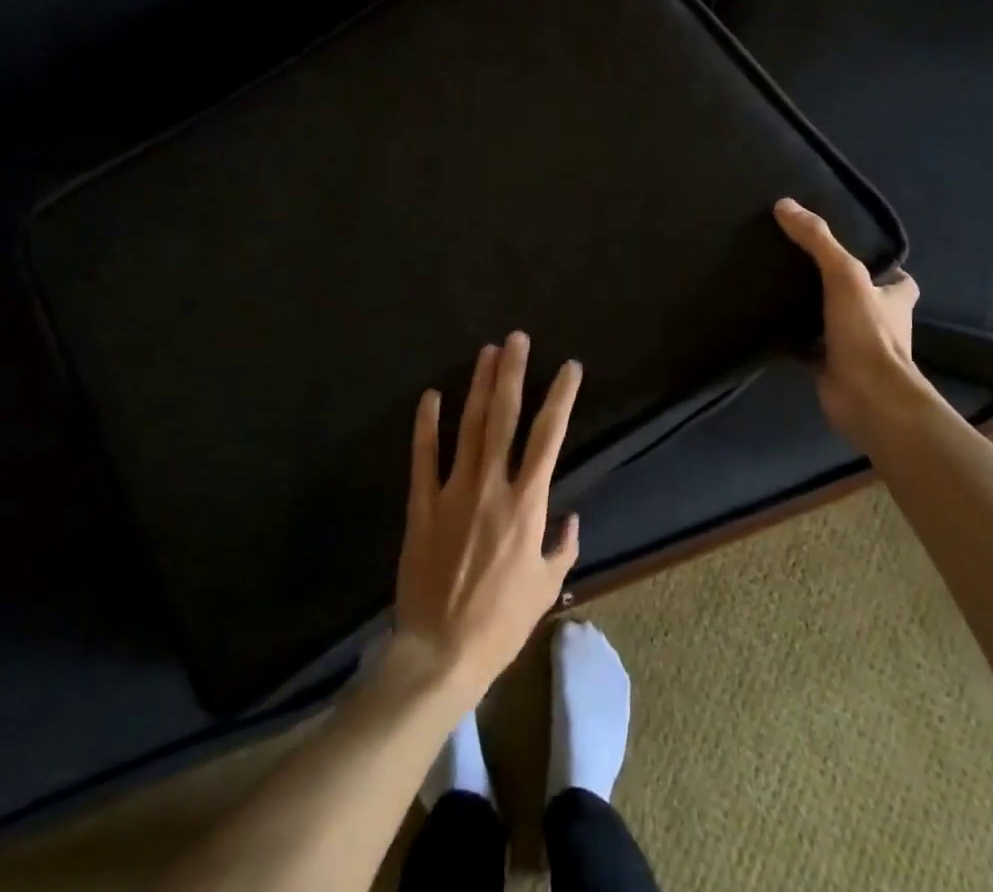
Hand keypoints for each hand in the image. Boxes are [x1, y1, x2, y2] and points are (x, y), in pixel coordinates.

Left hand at [392, 331, 580, 698]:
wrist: (440, 653)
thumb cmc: (501, 624)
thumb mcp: (546, 589)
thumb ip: (562, 548)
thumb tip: (570, 519)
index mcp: (527, 505)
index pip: (549, 438)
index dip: (561, 398)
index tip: (570, 367)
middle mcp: (492, 487)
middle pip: (505, 419)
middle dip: (513, 374)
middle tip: (517, 339)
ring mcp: (453, 492)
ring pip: (469, 427)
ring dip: (479, 387)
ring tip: (487, 352)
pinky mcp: (422, 505)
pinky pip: (423, 458)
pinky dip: (426, 425)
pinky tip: (431, 395)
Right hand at [774, 198, 934, 449]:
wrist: (867, 398)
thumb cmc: (867, 333)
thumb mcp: (844, 275)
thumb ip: (818, 241)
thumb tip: (785, 205)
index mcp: (895, 300)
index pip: (897, 279)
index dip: (881, 267)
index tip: (851, 252)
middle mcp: (881, 324)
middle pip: (862, 299)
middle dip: (839, 288)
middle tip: (801, 264)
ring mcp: (856, 349)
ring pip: (834, 323)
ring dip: (815, 312)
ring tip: (779, 288)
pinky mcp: (832, 369)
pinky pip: (810, 348)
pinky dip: (793, 340)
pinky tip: (768, 324)